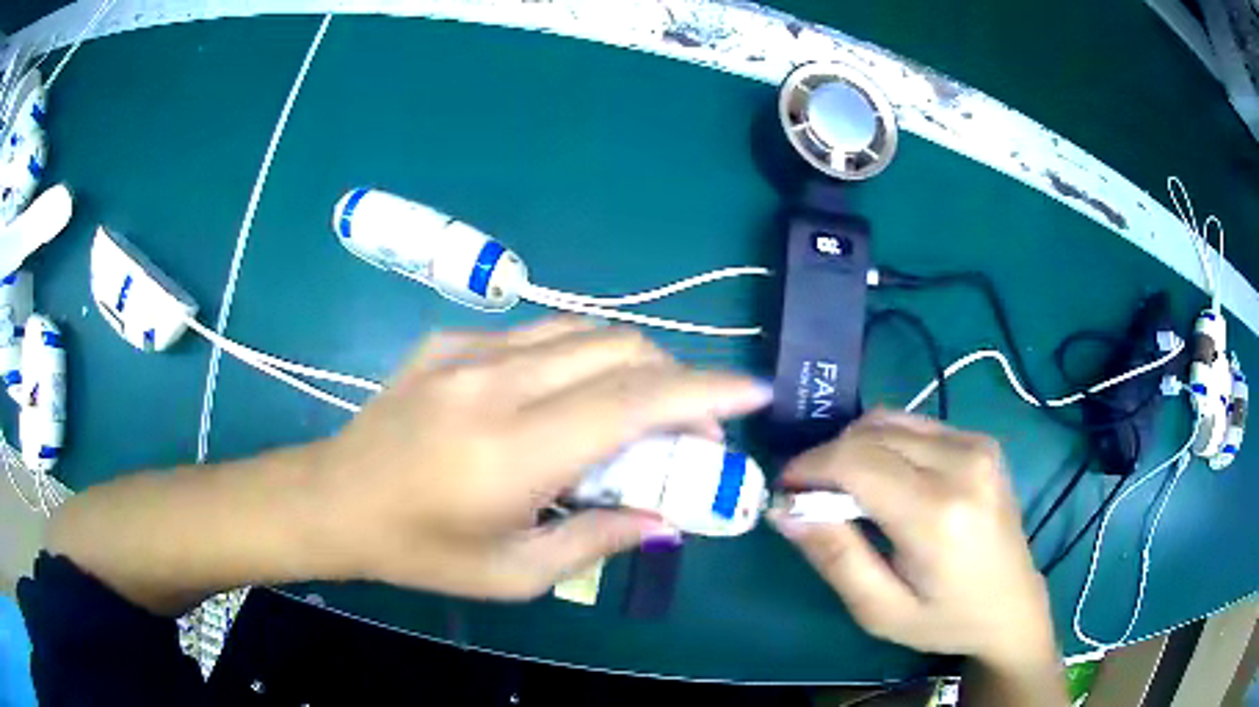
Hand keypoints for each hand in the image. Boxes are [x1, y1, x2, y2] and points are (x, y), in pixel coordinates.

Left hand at [312, 317, 771, 599]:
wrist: (336, 499)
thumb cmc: (421, 550)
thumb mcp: (514, 572)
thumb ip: (597, 540)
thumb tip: (663, 517)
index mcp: (517, 449)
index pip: (637, 400)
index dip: (707, 390)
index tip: (754, 392)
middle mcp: (499, 383)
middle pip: (621, 349)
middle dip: (677, 378)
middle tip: (689, 427)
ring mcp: (470, 351)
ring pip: (584, 329)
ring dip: (632, 362)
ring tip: (638, 408)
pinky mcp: (450, 340)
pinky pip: (538, 333)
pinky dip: (579, 355)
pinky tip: (566, 396)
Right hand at [770, 411, 1055, 668]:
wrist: (1012, 605)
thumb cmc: (944, 619)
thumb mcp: (880, 610)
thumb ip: (834, 557)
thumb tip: (785, 509)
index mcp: (938, 514)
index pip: (857, 461)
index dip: (810, 466)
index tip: (786, 488)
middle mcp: (963, 463)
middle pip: (871, 432)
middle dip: (829, 456)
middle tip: (813, 496)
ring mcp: (977, 445)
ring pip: (891, 419)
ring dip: (856, 447)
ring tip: (847, 489)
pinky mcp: (982, 441)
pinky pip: (915, 424)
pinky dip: (886, 443)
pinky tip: (887, 478)